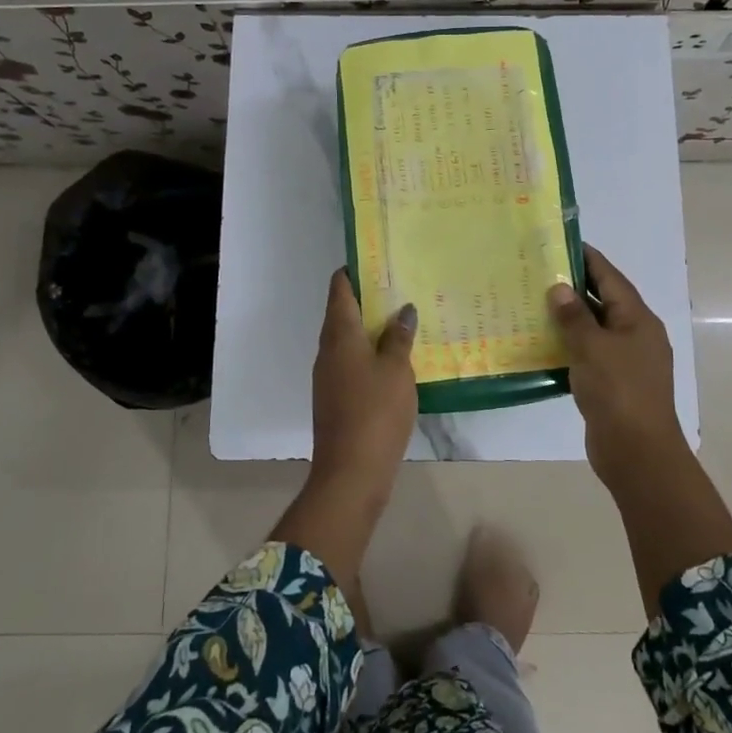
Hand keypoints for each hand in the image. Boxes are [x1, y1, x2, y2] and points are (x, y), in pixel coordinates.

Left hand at [310, 269, 416, 503]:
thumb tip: (404, 310)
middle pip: (342, 313)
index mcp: (339, 335)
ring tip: (402, 319)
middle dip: (367, 298)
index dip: (353, 271)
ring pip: (348, 339)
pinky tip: (394, 358)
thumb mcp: (397, 370)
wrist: (351, 472)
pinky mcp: (335, 397)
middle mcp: (327, 350)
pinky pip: (351, 362)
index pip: (339, 290)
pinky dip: (369, 353)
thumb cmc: (375, 412)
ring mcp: (328, 375)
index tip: (375, 260)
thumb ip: (399, 338)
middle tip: (399, 287)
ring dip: (370, 328)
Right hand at [548, 244, 685, 489]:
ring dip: (567, 319)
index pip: (610, 278)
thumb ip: (574, 317)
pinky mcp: (612, 384)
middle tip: (537, 273)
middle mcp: (634, 335)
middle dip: (572, 288)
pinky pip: (587, 355)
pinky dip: (568, 346)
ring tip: (532, 304)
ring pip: (593, 330)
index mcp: (637, 319)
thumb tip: (559, 287)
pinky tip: (541, 344)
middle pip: (602, 301)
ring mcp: (624, 361)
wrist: (638, 453)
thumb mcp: (593, 348)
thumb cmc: (619, 392)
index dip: (587, 259)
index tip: (560, 243)